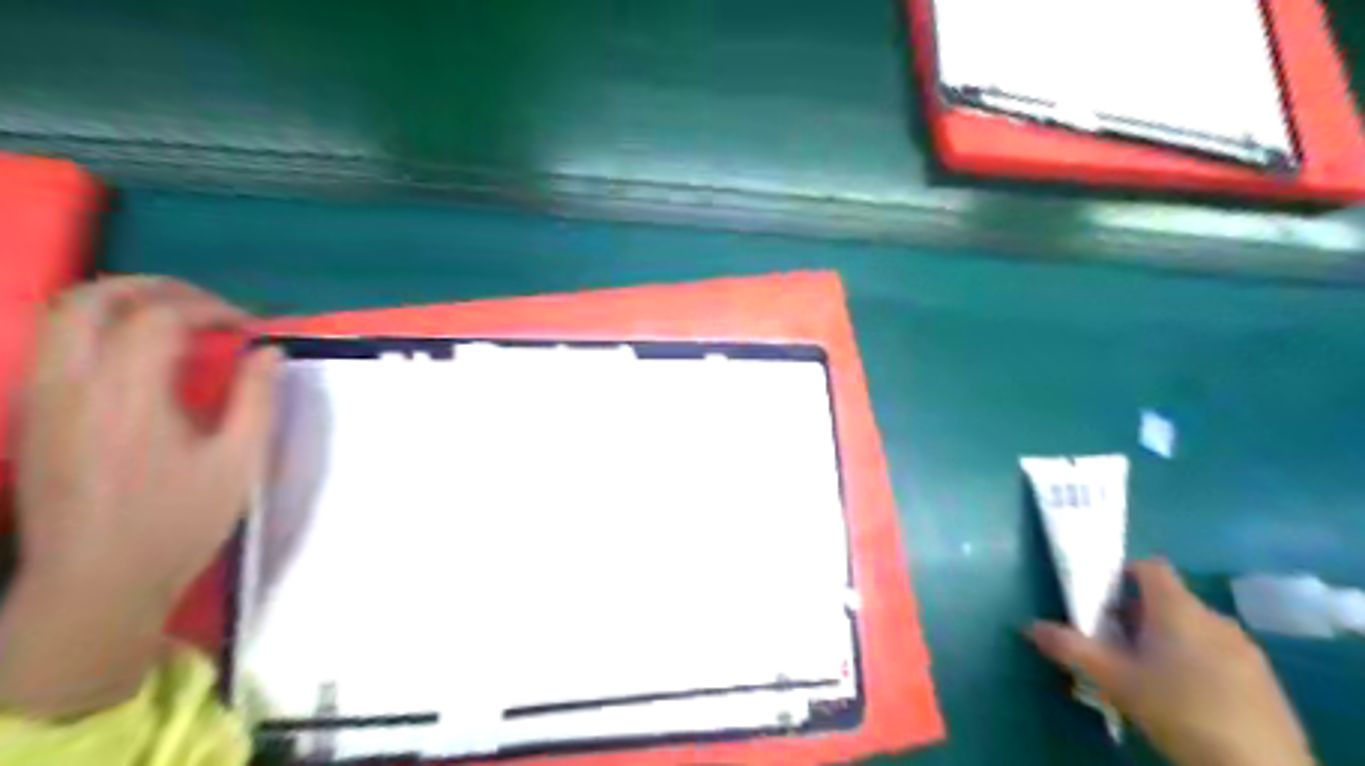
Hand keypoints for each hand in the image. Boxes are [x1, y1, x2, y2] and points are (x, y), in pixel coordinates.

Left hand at [1, 275, 274, 717]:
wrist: (93, 583)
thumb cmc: (177, 523)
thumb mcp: (238, 463)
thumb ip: (257, 399)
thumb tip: (269, 351)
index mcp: (128, 395)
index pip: (159, 316)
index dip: (210, 308)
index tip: (248, 327)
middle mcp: (72, 384)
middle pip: (94, 298)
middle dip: (156, 288)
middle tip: (207, 306)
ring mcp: (42, 398)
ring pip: (61, 315)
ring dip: (122, 302)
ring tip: (175, 319)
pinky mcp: (33, 414)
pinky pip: (55, 345)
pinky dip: (100, 329)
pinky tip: (139, 356)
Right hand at [1035, 555, 1309, 765]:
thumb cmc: (1177, 708)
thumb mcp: (1113, 678)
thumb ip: (1070, 647)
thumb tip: (1029, 626)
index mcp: (1176, 607)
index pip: (1149, 567)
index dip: (1123, 573)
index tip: (1102, 597)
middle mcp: (1213, 617)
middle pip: (1169, 599)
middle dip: (1138, 613)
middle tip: (1113, 640)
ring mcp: (1244, 648)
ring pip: (1195, 628)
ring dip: (1168, 638)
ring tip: (1146, 671)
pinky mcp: (1264, 680)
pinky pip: (1219, 654)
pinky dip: (1197, 661)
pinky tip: (1185, 696)